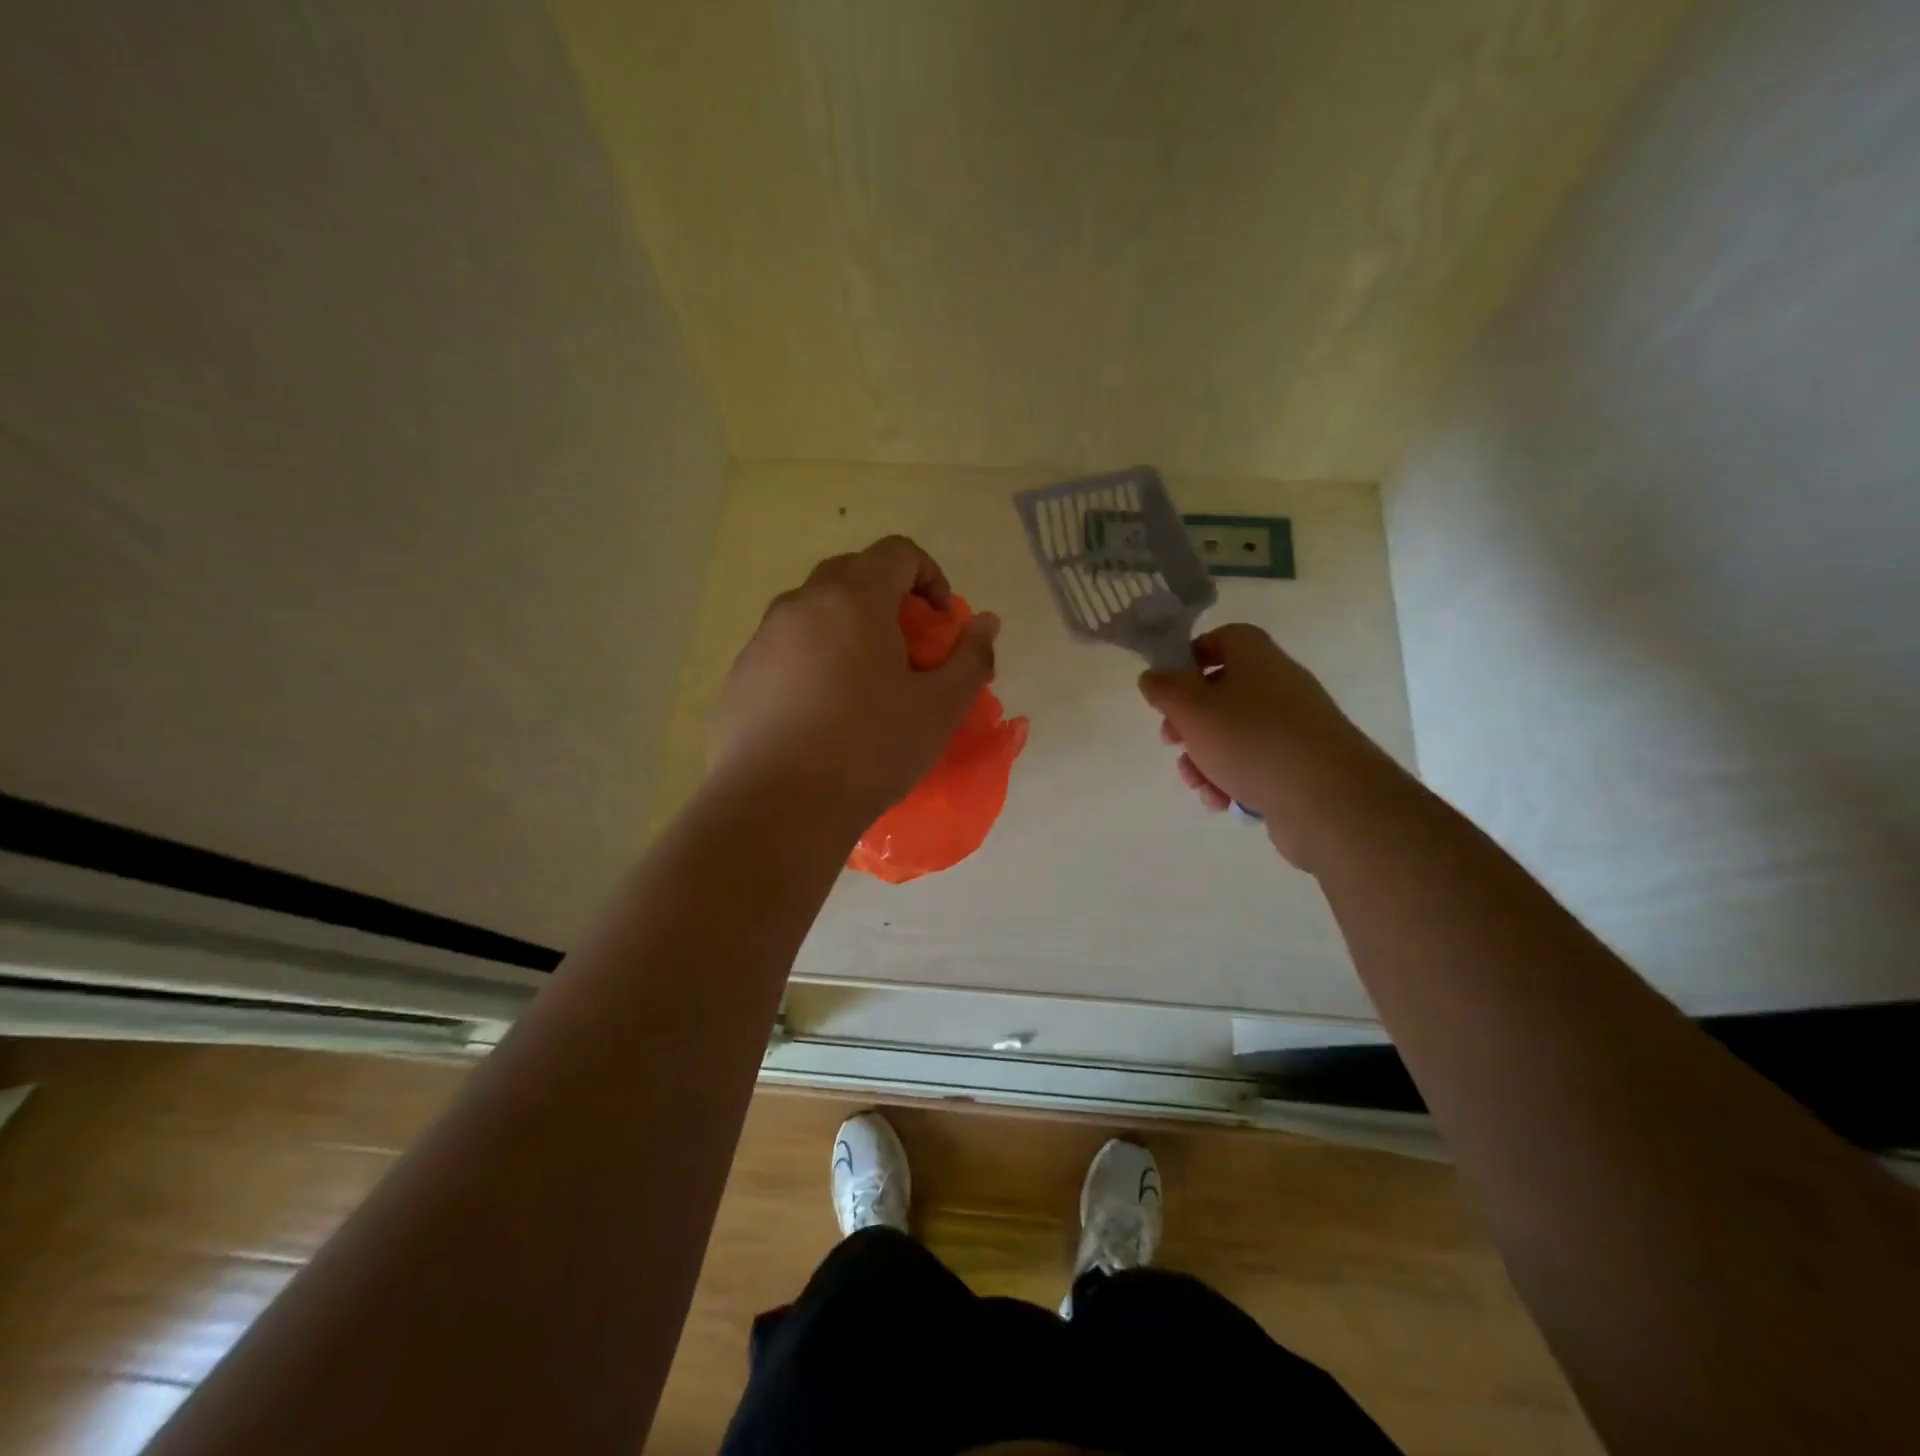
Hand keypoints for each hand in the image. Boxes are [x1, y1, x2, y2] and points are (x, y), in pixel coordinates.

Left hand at [712, 536, 998, 827]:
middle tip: (907, 648)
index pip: (897, 552)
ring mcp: (763, 638)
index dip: (930, 576)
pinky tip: (822, 712)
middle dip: (888, 598)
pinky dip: (813, 659)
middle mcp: (802, 604)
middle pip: (852, 573)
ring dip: (847, 628)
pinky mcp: (740, 675)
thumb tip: (986, 623)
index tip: (941, 622)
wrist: (777, 808)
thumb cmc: (869, 750)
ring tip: (864, 683)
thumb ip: (970, 657)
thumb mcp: (939, 708)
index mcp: (853, 599)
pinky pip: (786, 648)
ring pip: (814, 611)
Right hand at [1138, 624, 1403, 869]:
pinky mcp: (1299, 765)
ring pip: (1232, 735)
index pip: (1224, 638)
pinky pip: (1254, 765)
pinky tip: (1223, 801)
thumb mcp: (1192, 709)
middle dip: (1188, 722)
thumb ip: (1165, 688)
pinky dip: (1232, 780)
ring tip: (1198, 783)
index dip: (1191, 656)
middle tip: (1171, 741)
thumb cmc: (1252, 741)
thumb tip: (1153, 676)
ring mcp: (1292, 727)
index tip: (1168, 684)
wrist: (1328, 799)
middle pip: (1221, 692)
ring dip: (1204, 759)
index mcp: (1256, 659)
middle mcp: (1278, 686)